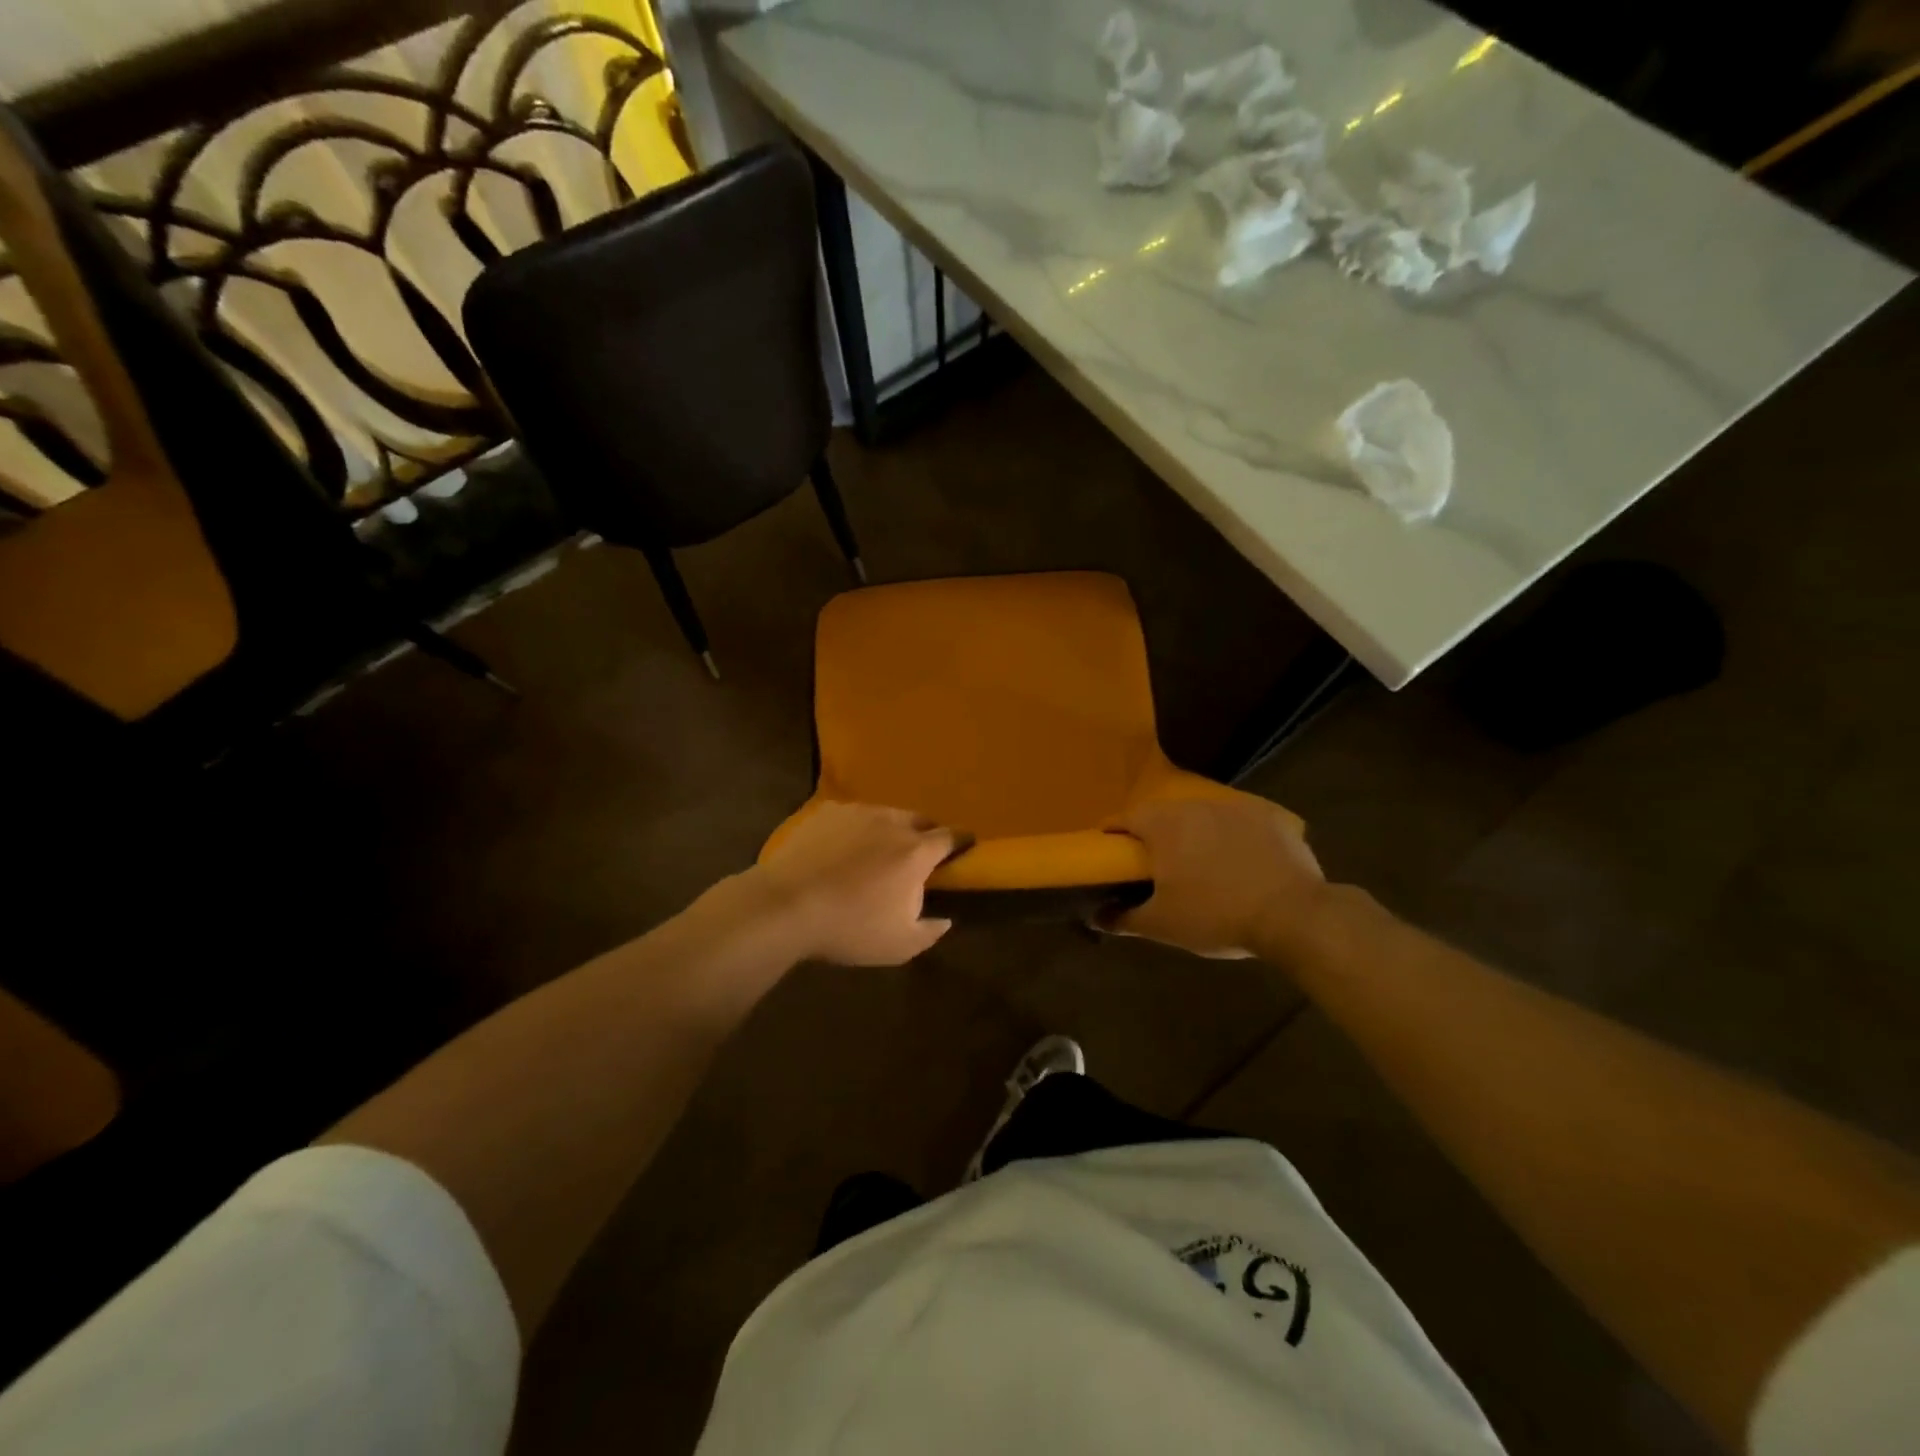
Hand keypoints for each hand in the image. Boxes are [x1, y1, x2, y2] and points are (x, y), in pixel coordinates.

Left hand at [750, 803, 955, 964]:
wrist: (786, 905)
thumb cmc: (850, 927)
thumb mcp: (899, 946)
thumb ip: (930, 932)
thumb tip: (946, 919)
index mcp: (916, 851)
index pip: (951, 837)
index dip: (961, 842)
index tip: (965, 847)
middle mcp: (892, 822)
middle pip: (920, 820)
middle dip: (927, 833)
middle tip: (920, 853)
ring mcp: (858, 812)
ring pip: (887, 814)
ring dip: (892, 829)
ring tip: (880, 849)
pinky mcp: (828, 812)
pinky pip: (854, 816)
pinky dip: (858, 828)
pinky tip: (845, 847)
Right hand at [1111, 792, 1325, 957]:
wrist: (1293, 915)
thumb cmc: (1216, 915)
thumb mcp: (1163, 925)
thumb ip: (1124, 918)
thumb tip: (1096, 917)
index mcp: (1163, 826)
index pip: (1125, 818)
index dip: (1113, 833)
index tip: (1110, 851)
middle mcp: (1196, 806)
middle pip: (1164, 814)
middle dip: (1156, 834)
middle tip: (1156, 864)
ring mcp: (1236, 807)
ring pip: (1203, 815)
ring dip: (1196, 833)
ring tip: (1201, 863)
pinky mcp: (1270, 816)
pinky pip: (1242, 822)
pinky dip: (1235, 837)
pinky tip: (1242, 861)